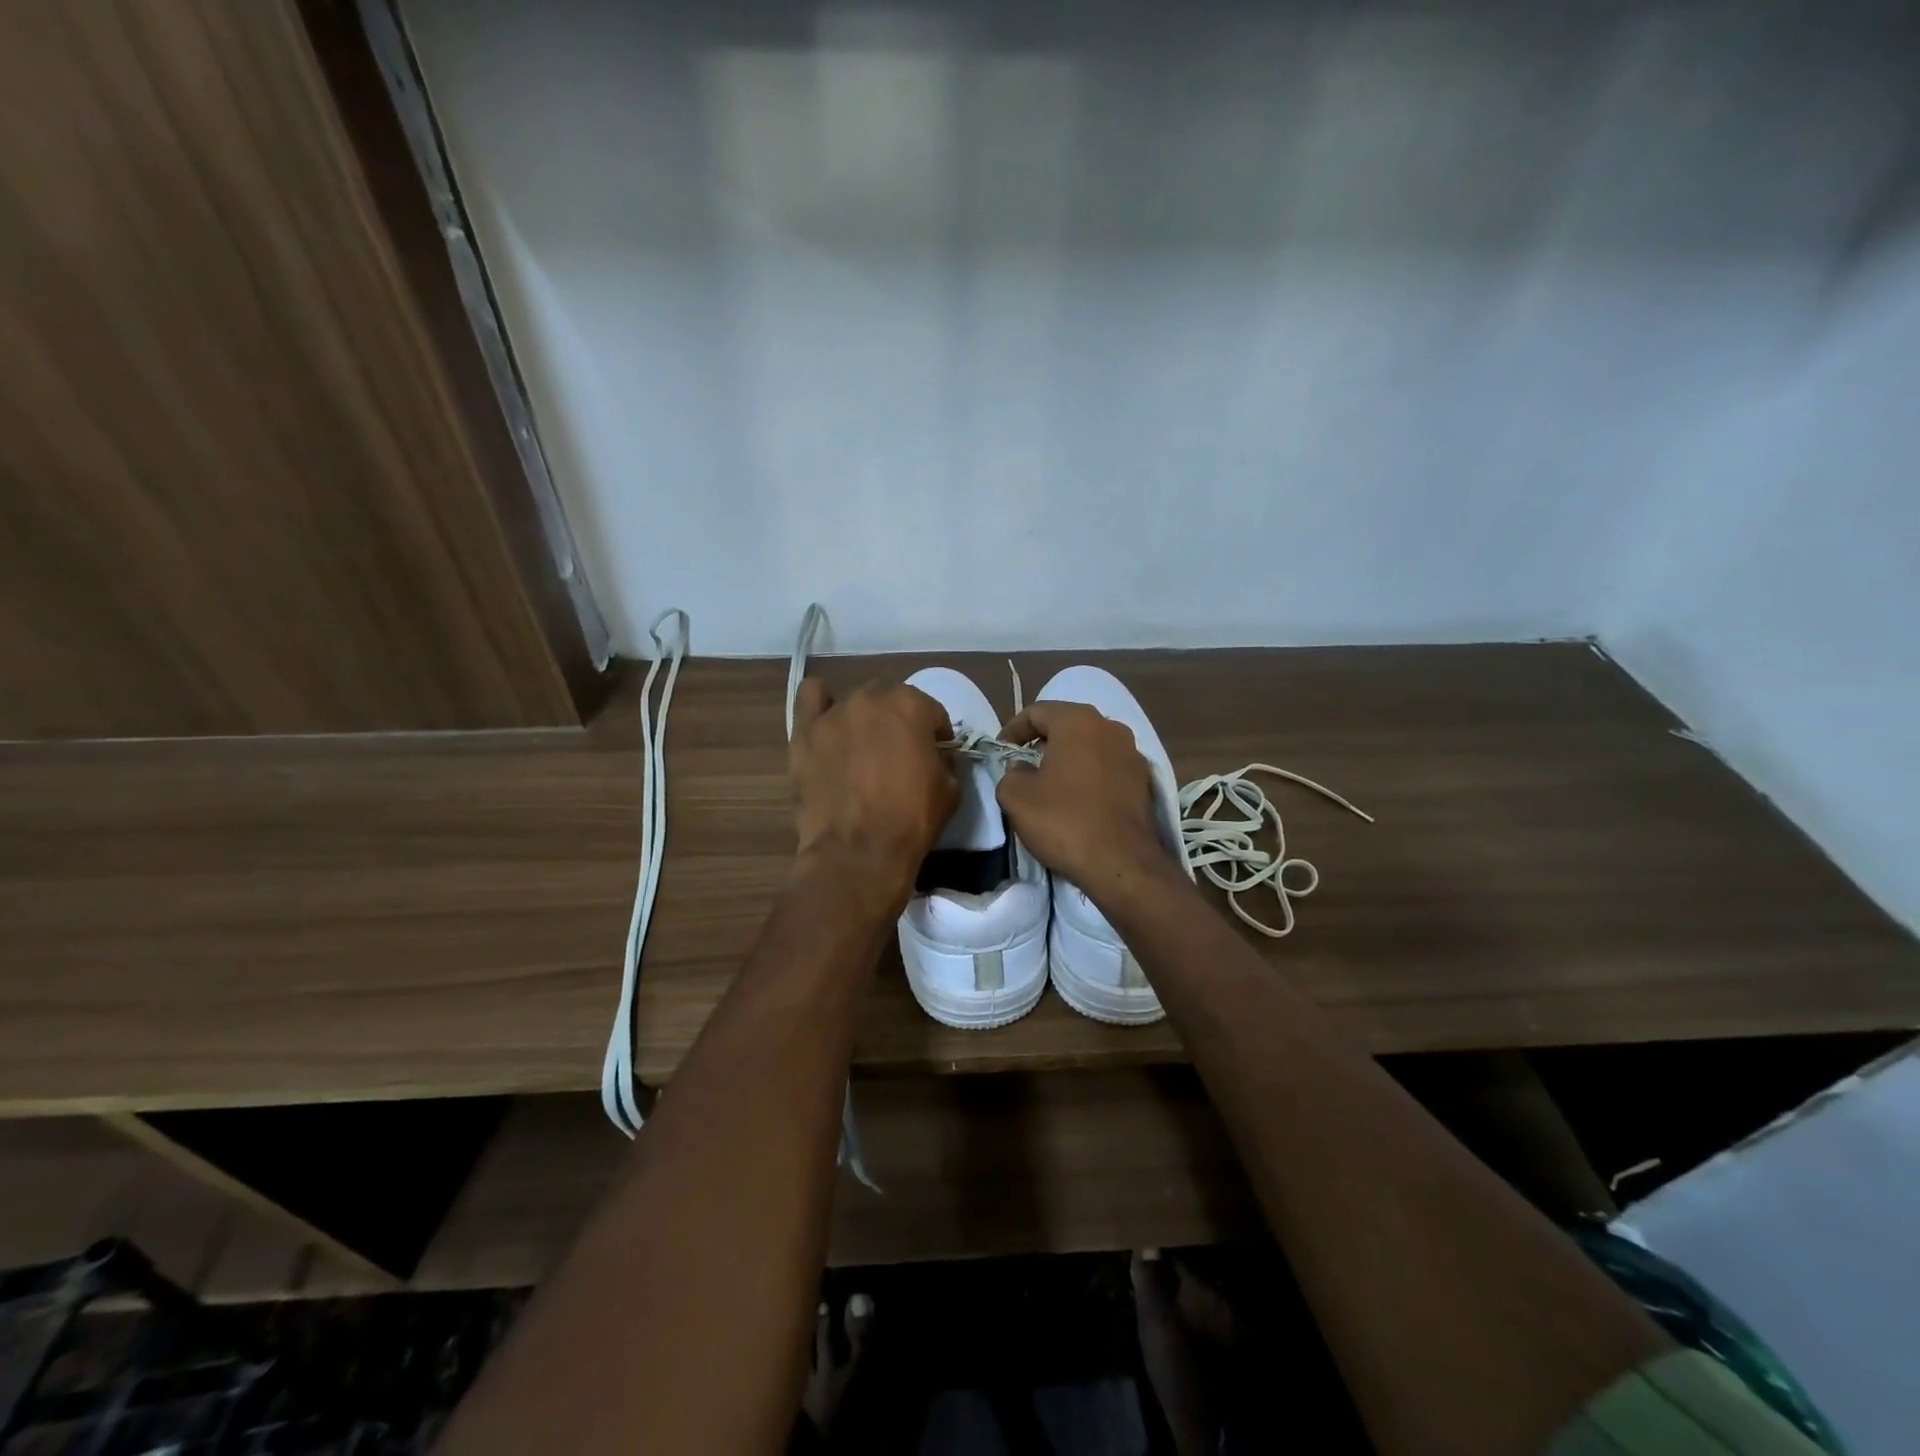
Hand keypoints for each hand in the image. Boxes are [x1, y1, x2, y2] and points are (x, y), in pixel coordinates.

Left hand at [789, 679, 958, 910]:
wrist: (858, 852)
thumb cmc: (911, 820)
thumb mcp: (950, 790)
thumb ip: (945, 760)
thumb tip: (937, 756)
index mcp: (912, 705)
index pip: (931, 712)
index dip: (936, 736)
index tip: (934, 757)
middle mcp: (871, 698)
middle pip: (891, 701)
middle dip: (899, 723)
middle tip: (898, 756)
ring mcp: (834, 713)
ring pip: (854, 703)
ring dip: (863, 720)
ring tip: (861, 752)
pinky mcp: (804, 733)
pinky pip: (811, 698)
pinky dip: (820, 705)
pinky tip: (828, 725)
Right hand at [995, 701, 1173, 893]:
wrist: (1123, 864)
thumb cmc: (1064, 821)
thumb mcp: (1016, 797)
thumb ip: (1011, 773)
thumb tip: (1022, 769)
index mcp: (1078, 721)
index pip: (1036, 711)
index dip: (1012, 729)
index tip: (1000, 752)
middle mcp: (1111, 727)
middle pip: (1067, 725)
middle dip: (1042, 742)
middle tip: (1023, 765)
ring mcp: (1133, 754)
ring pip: (1090, 746)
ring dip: (1068, 759)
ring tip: (1050, 784)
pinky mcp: (1145, 781)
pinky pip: (1108, 768)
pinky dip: (1090, 776)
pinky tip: (1078, 801)